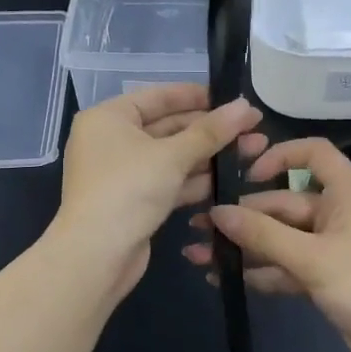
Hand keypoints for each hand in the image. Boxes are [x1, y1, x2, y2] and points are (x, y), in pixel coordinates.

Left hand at [53, 83, 264, 301]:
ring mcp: (122, 174)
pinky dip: (195, 179)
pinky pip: (168, 181)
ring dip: (209, 155)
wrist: (96, 256)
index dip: (196, 96)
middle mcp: (111, 141)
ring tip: (254, 149)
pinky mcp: (134, 201)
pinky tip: (231, 177)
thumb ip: (210, 131)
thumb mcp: (172, 156)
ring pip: (172, 157)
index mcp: (108, 118)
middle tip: (253, 126)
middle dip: (210, 129)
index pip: (157, 96)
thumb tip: (245, 106)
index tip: (231, 97)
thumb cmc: (128, 190)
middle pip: (167, 127)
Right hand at [184, 136, 350, 351]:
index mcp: (345, 193)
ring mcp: (331, 247)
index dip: (280, 156)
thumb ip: (262, 235)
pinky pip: (286, 266)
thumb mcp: (311, 258)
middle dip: (242, 217)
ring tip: (198, 256)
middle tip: (198, 228)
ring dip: (244, 247)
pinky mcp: (325, 277)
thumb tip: (217, 212)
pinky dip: (260, 271)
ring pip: (280, 239)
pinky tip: (224, 279)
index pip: (313, 154)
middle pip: (283, 204)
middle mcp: (337, 214)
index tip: (246, 174)